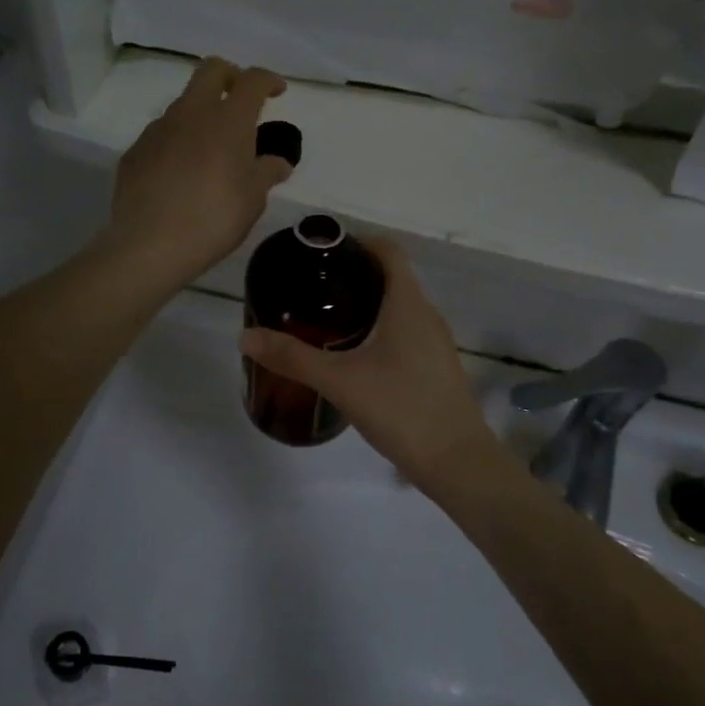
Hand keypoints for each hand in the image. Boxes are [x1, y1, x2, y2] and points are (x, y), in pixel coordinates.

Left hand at [103, 58, 293, 287]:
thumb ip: (266, 174)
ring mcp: (158, 130)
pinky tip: (178, 174)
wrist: (150, 244)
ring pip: (182, 104)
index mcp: (228, 120)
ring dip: (200, 113)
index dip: (268, 80)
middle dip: (230, 76)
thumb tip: (278, 163)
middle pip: (210, 71)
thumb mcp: (252, 200)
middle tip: (240, 100)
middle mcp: (191, 113)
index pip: (252, 80)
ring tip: (209, 148)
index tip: (277, 91)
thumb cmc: (214, 218)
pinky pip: (161, 136)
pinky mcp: (135, 151)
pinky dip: (175, 142)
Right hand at [239, 239, 507, 491]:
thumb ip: (293, 357)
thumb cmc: (402, 409)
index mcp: (408, 304)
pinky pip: (403, 333)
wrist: (457, 463)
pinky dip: (377, 330)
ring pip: (397, 308)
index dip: (356, 242)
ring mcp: (434, 343)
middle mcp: (426, 315)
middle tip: (310, 287)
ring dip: (365, 305)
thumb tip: (246, 337)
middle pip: (390, 277)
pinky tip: (350, 355)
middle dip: (352, 275)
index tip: (321, 252)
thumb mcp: (340, 381)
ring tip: (323, 318)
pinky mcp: (434, 368)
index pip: (387, 251)